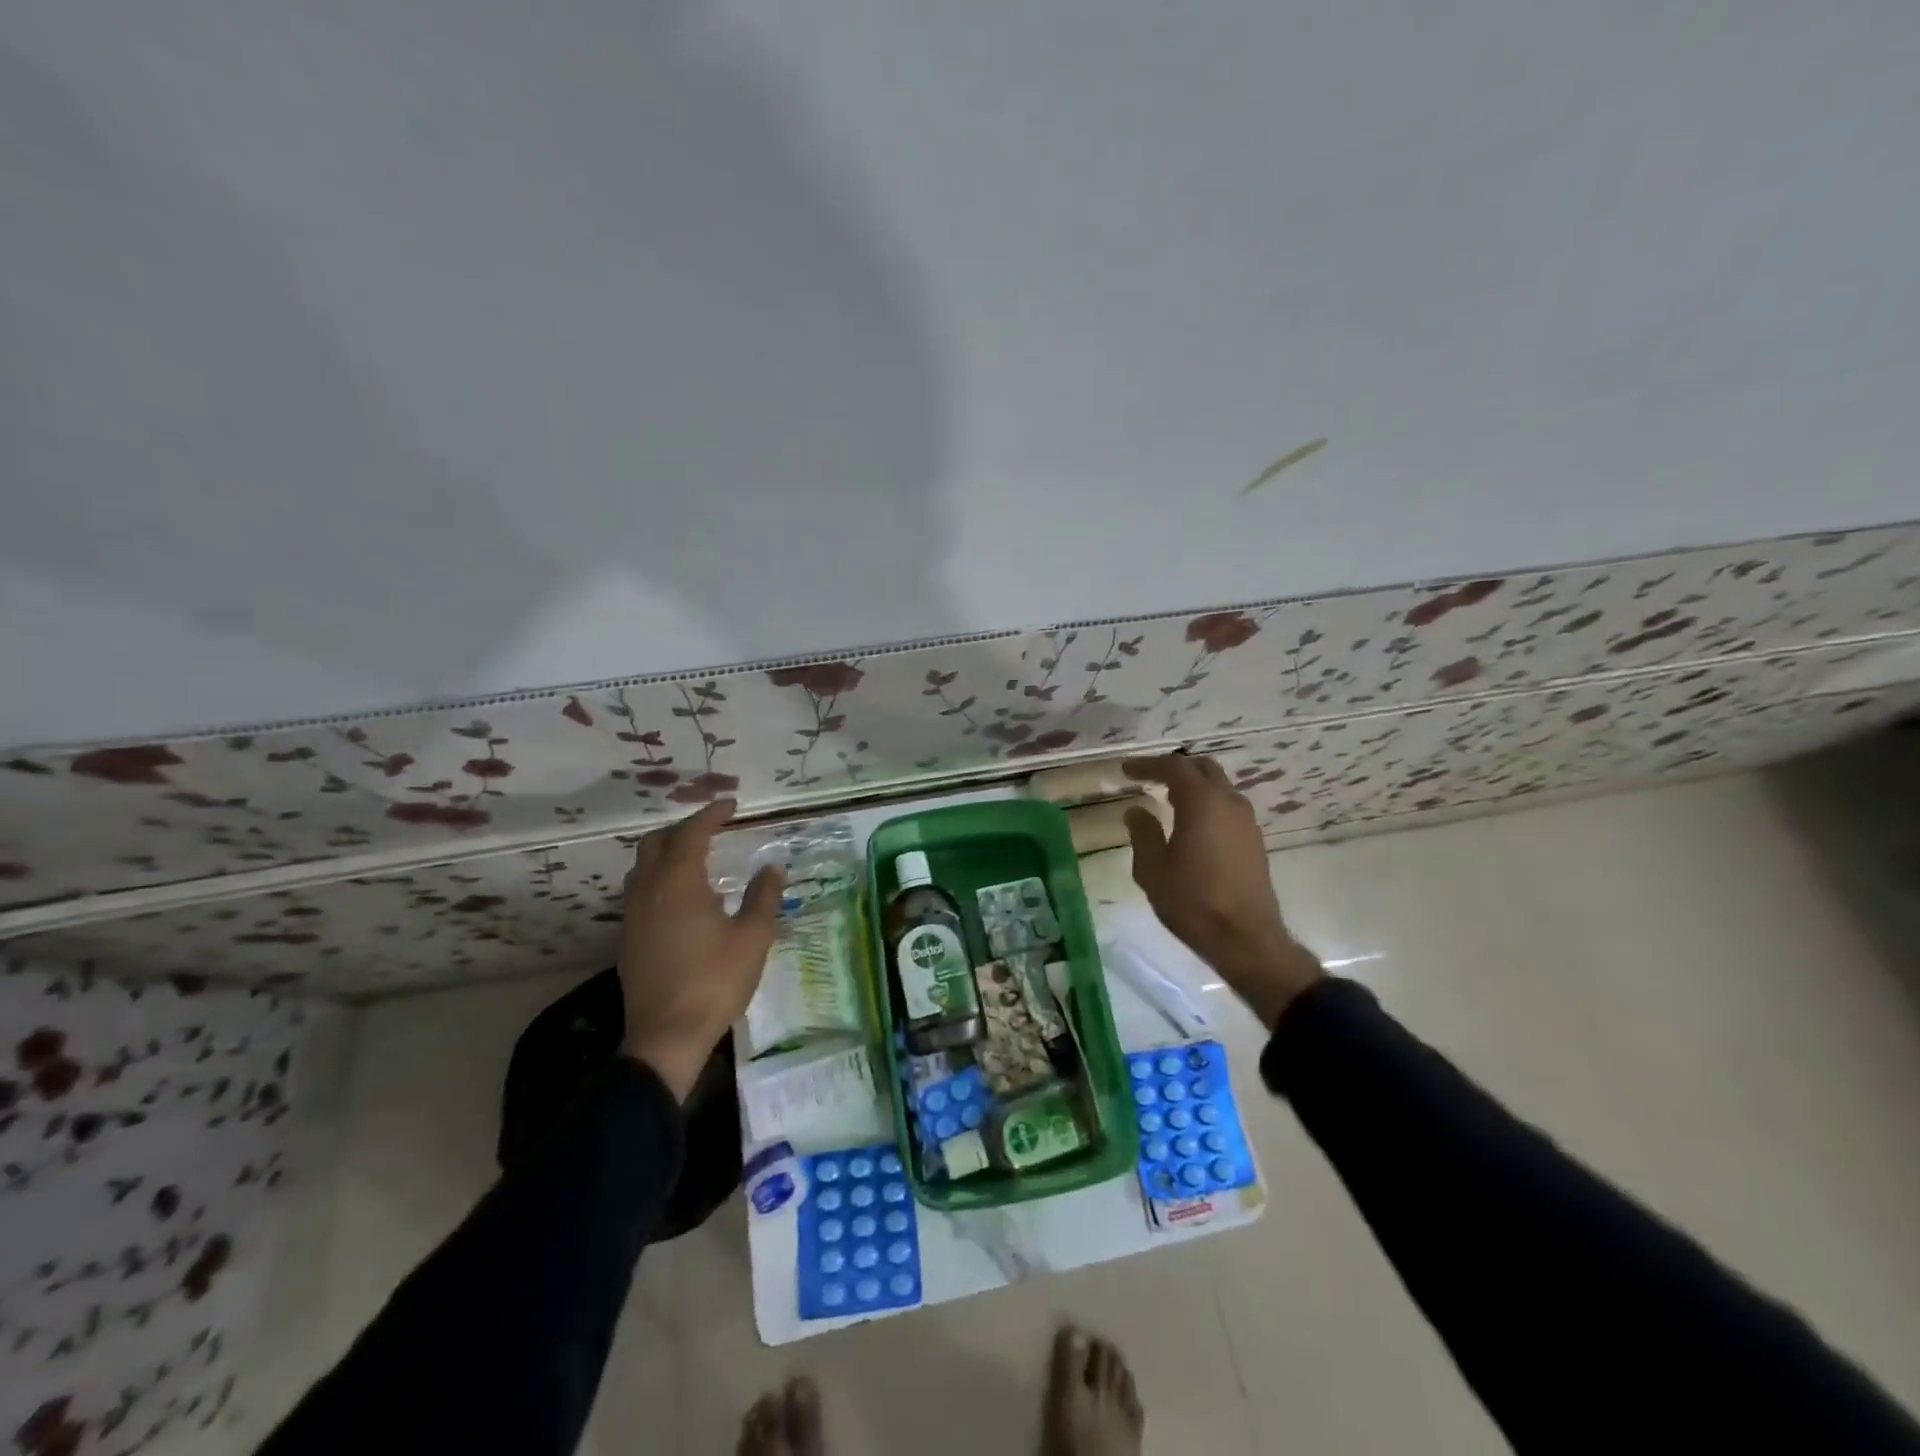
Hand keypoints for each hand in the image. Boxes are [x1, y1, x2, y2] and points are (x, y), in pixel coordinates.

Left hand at [617, 800, 785, 1099]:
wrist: (666, 1036)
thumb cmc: (715, 981)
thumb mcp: (753, 937)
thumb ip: (763, 896)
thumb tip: (773, 867)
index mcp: (679, 883)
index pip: (692, 833)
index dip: (711, 814)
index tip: (731, 805)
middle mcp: (649, 891)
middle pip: (656, 843)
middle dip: (683, 829)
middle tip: (712, 829)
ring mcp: (633, 916)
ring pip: (642, 867)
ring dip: (667, 853)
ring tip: (697, 859)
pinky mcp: (628, 939)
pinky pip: (640, 891)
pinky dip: (660, 878)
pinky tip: (683, 900)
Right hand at [1122, 755, 1321, 1028]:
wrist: (1246, 938)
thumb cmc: (1193, 902)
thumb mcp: (1152, 869)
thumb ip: (1143, 834)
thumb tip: (1137, 811)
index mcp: (1202, 803)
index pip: (1173, 768)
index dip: (1148, 765)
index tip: (1126, 770)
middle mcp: (1229, 803)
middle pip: (1202, 768)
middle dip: (1174, 768)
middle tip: (1148, 777)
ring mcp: (1246, 821)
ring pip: (1219, 786)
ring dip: (1193, 785)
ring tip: (1166, 797)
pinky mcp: (1253, 839)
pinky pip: (1227, 805)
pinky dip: (1207, 802)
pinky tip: (1191, 821)